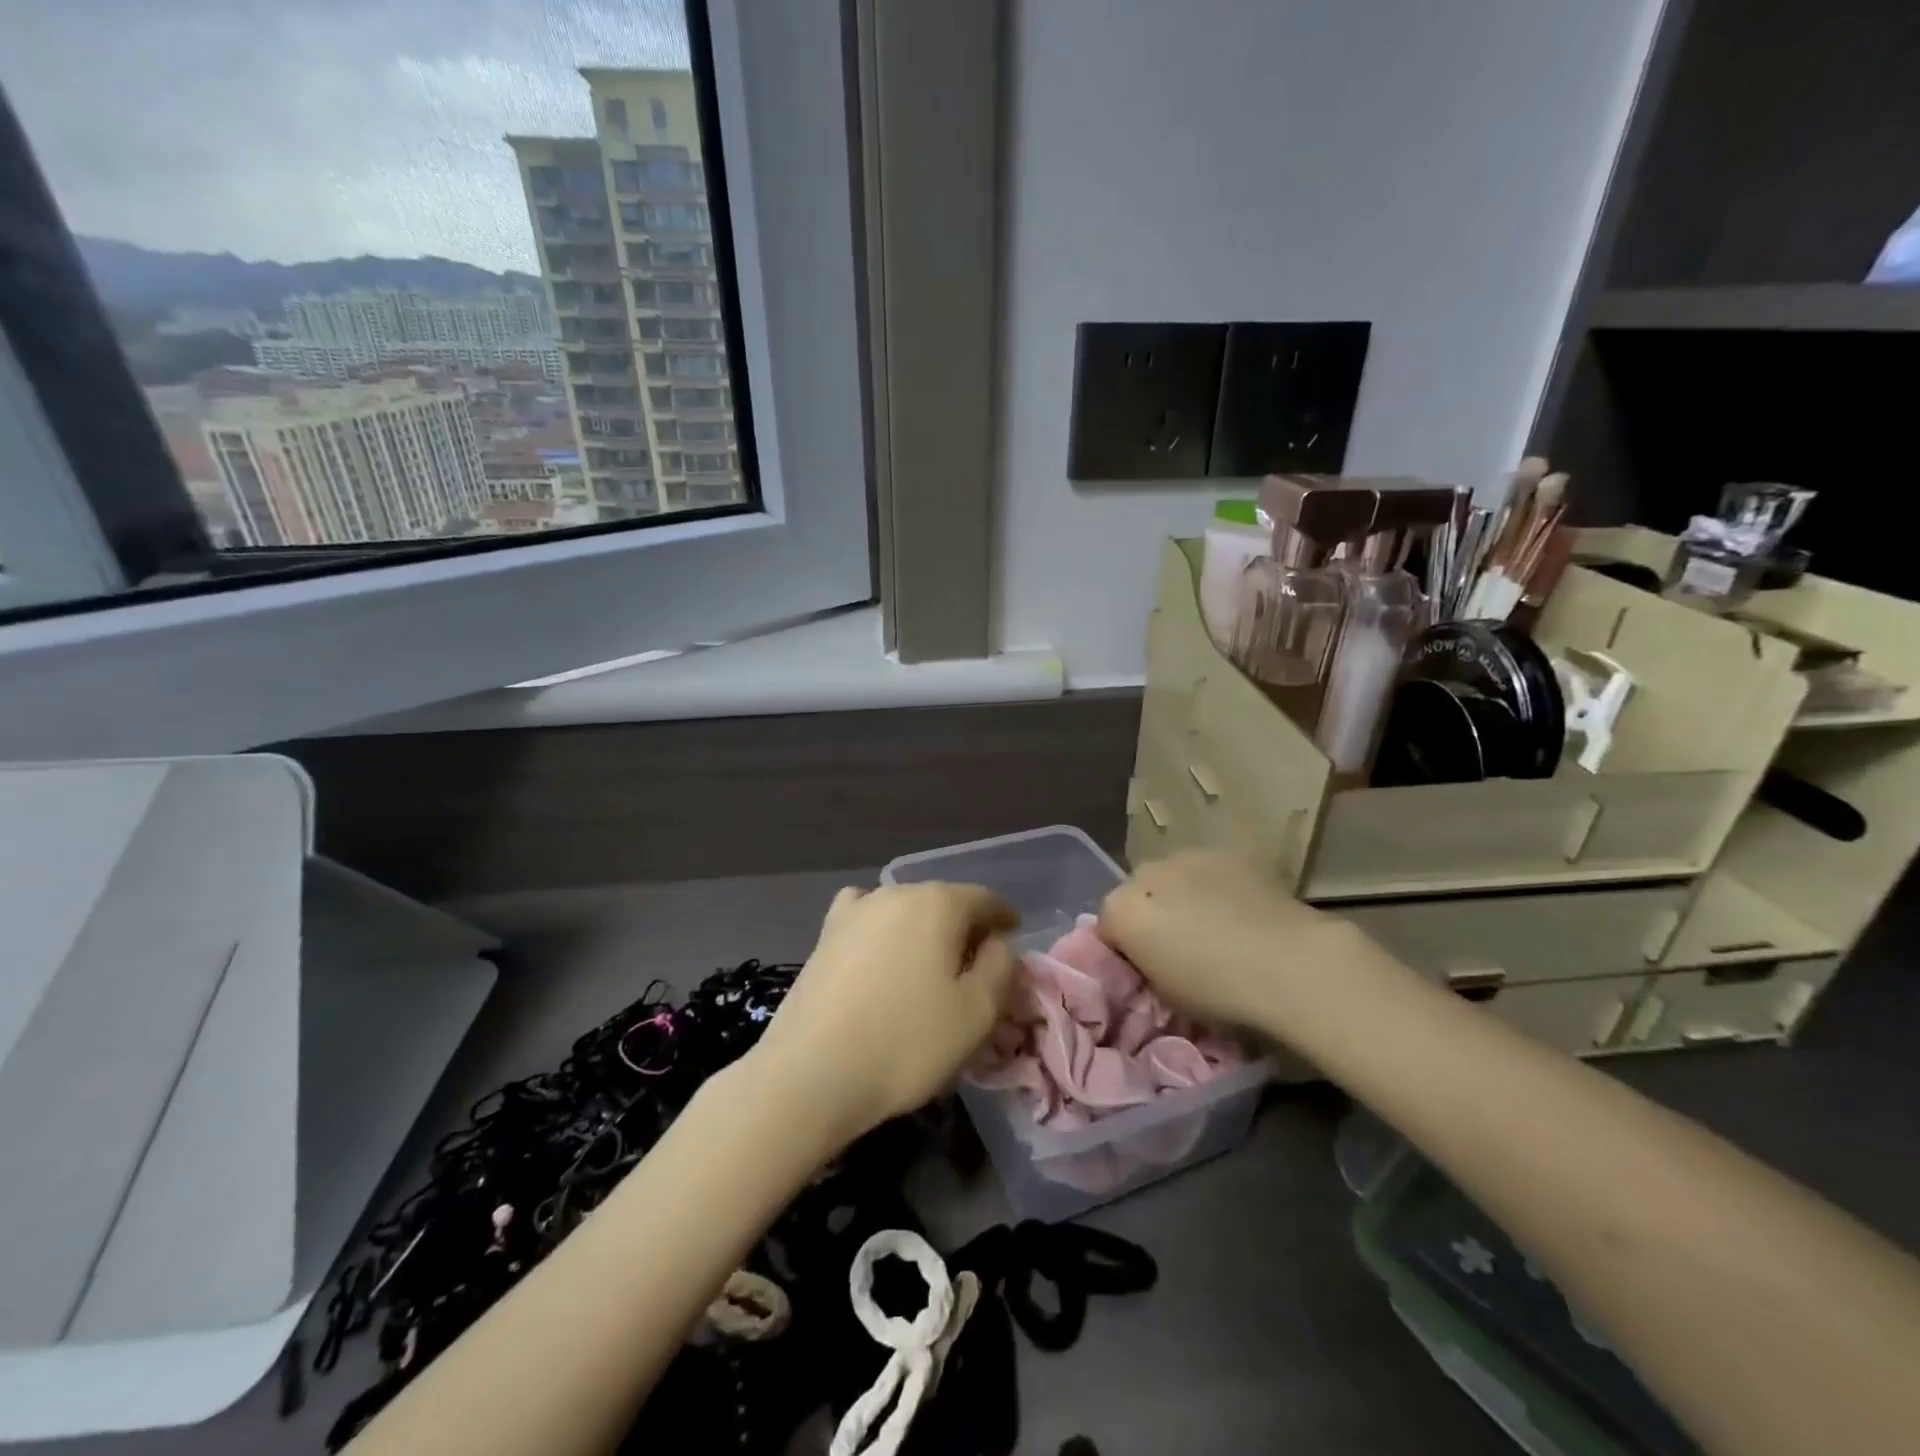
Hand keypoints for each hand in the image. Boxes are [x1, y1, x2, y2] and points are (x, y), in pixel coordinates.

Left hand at [746, 882, 1018, 1144]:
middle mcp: (896, 893)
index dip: (1005, 919)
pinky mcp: (825, 935)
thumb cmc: (906, 1042)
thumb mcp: (978, 1013)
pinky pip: (867, 920)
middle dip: (965, 929)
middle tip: (976, 967)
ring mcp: (855, 911)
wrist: (811, 1072)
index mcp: (939, 903)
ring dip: (924, 932)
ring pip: (906, 912)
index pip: (985, 899)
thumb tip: (998, 944)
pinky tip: (880, 956)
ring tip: (928, 968)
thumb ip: (1002, 968)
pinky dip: (883, 932)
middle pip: (945, 902)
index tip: (1014, 940)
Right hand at [1098, 849, 1355, 1031]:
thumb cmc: (1218, 992)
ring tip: (1217, 925)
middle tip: (1182, 947)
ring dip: (1183, 895)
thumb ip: (1147, 965)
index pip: (1107, 928)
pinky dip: (1219, 885)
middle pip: (1138, 894)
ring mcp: (1187, 855)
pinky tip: (1244, 909)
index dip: (1126, 950)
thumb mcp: (1164, 993)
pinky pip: (1212, 870)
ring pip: (1174, 877)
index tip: (1149, 970)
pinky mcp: (1228, 850)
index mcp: (1120, 910)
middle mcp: (1144, 872)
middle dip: (1153, 915)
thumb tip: (1154, 956)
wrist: (1289, 964)